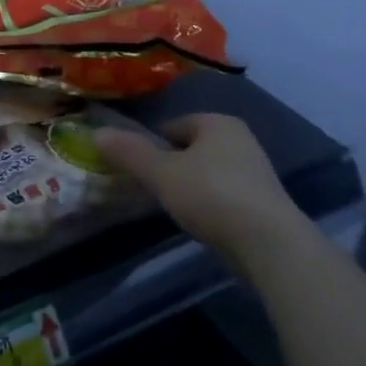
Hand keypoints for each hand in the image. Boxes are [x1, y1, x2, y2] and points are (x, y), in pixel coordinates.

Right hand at [93, 114, 307, 268]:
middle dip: (170, 166)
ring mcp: (255, 170)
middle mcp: (240, 138)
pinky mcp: (263, 201)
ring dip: (189, 186)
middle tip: (151, 189)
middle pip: (190, 148)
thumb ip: (130, 152)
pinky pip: (224, 193)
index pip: (172, 125)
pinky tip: (200, 222)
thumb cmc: (211, 196)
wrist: (269, 243)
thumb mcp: (162, 173)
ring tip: (173, 208)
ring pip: (207, 172)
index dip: (150, 145)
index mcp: (217, 122)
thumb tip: (97, 133)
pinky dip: (209, 203)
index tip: (136, 169)